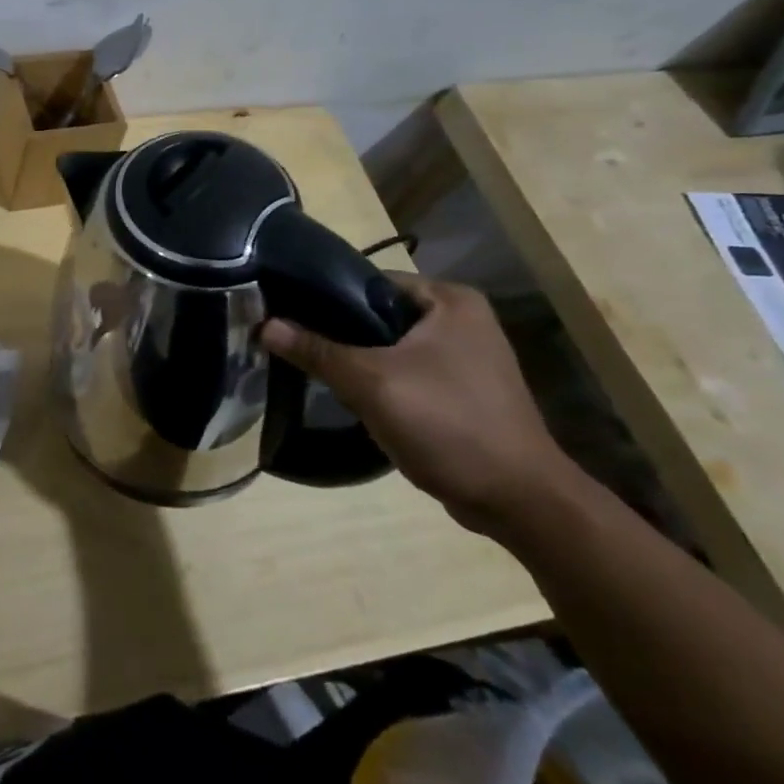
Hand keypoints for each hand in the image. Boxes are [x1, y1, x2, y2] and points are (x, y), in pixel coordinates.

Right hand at [261, 274, 579, 535]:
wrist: (519, 501)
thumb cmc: (449, 425)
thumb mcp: (372, 383)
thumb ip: (317, 351)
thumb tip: (264, 324)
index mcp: (450, 300)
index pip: (369, 282)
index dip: (325, 296)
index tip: (285, 312)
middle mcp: (461, 319)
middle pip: (377, 315)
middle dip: (337, 332)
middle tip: (291, 343)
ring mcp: (464, 357)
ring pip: (389, 347)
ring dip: (356, 359)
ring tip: (310, 367)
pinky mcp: (460, 390)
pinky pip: (405, 372)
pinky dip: (379, 381)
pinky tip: (349, 396)